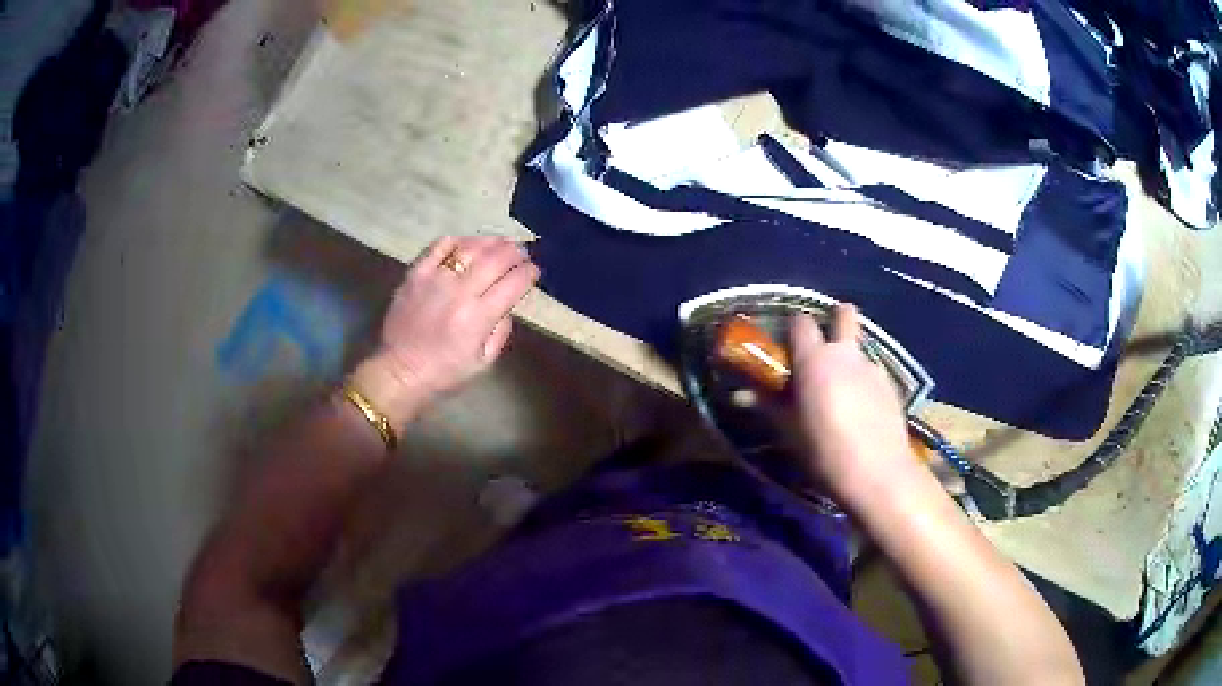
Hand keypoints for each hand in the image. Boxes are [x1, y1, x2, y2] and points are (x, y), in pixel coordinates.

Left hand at [352, 236, 539, 427]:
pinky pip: (440, 245)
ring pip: (470, 247)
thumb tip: (507, 302)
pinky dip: (458, 241)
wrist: (399, 372)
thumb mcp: (484, 362)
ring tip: (500, 243)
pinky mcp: (415, 273)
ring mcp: (435, 279)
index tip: (534, 270)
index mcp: (478, 317)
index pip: (514, 283)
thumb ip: (501, 330)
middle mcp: (459, 292)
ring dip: (491, 241)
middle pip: (496, 258)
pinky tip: (467, 245)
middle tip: (523, 252)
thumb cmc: (444, 373)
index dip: (529, 272)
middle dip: (516, 252)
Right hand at [787, 306, 925, 509]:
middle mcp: (845, 354)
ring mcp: (873, 367)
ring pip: (860, 346)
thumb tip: (741, 394)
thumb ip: (768, 406)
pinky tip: (863, 409)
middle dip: (835, 319)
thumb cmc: (824, 453)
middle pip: (843, 314)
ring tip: (843, 389)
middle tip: (824, 346)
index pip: (800, 322)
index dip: (793, 329)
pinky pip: (873, 371)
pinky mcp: (892, 385)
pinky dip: (865, 381)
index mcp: (814, 360)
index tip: (787, 346)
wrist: (878, 474)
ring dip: (849, 357)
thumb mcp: (789, 432)